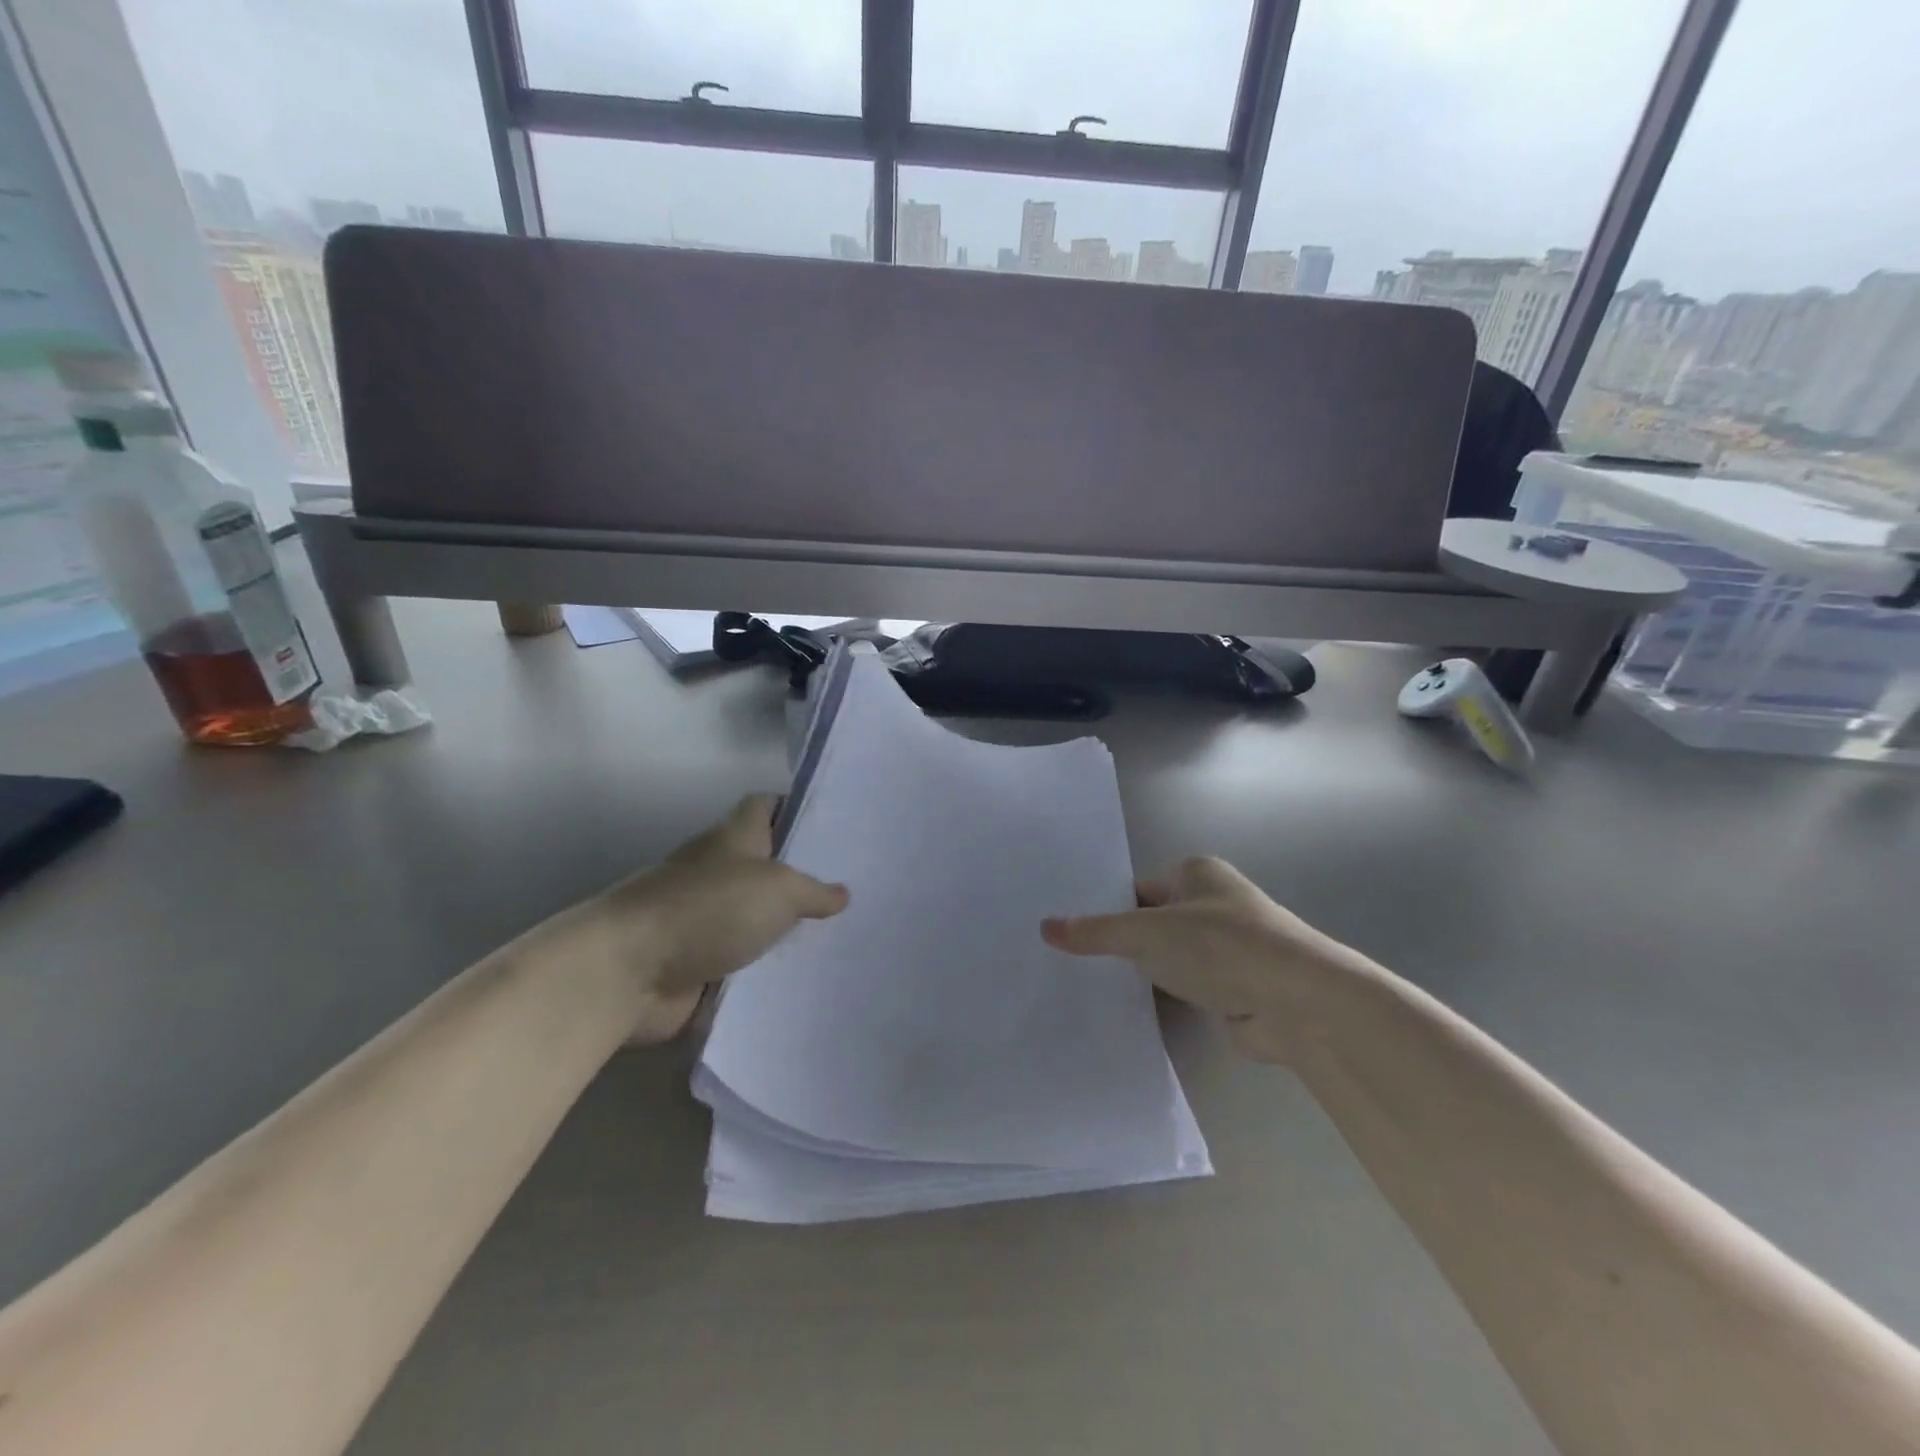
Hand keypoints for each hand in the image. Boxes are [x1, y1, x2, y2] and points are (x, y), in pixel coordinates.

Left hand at [556, 795, 848, 1042]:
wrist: (630, 971)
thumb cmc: (709, 909)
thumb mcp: (779, 890)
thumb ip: (814, 891)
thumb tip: (841, 894)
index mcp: (733, 839)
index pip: (765, 807)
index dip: (795, 808)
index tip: (832, 824)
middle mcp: (717, 872)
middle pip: (765, 865)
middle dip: (802, 877)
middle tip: (852, 890)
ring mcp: (704, 919)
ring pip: (755, 918)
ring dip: (784, 929)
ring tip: (841, 938)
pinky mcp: (696, 964)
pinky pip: (741, 964)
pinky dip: (765, 972)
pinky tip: (806, 981)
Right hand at [1041, 856, 1357, 1063]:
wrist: (1298, 1004)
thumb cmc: (1221, 947)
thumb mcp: (1147, 933)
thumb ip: (1096, 932)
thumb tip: (1045, 927)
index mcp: (1196, 873)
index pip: (1136, 888)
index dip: (1105, 908)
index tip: (1069, 932)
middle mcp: (1212, 904)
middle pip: (1151, 922)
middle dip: (1121, 944)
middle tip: (1070, 963)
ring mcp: (1225, 948)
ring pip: (1168, 958)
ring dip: (1144, 974)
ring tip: (1090, 989)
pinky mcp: (1233, 987)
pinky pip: (1184, 988)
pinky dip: (1164, 998)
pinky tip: (1130, 1012)